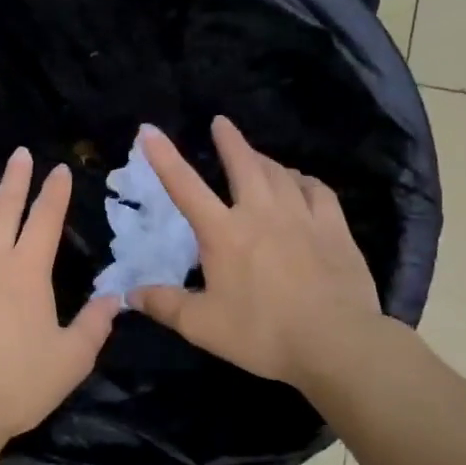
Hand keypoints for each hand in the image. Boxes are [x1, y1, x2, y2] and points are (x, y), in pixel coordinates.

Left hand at [0, 147, 121, 446]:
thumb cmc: (16, 386)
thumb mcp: (71, 360)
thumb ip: (94, 325)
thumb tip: (114, 297)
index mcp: (27, 271)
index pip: (46, 220)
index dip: (55, 193)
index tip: (59, 170)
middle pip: (3, 209)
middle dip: (15, 179)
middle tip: (19, 155)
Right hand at [132, 117, 391, 388]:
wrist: (335, 342)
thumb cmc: (262, 333)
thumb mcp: (203, 326)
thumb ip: (165, 306)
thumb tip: (130, 294)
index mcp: (224, 233)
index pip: (185, 187)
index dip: (164, 157)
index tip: (149, 130)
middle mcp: (261, 213)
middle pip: (243, 164)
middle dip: (229, 141)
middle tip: (221, 122)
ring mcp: (302, 216)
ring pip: (280, 174)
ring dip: (264, 160)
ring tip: (257, 158)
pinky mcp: (334, 228)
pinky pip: (318, 190)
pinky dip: (304, 180)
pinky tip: (302, 182)